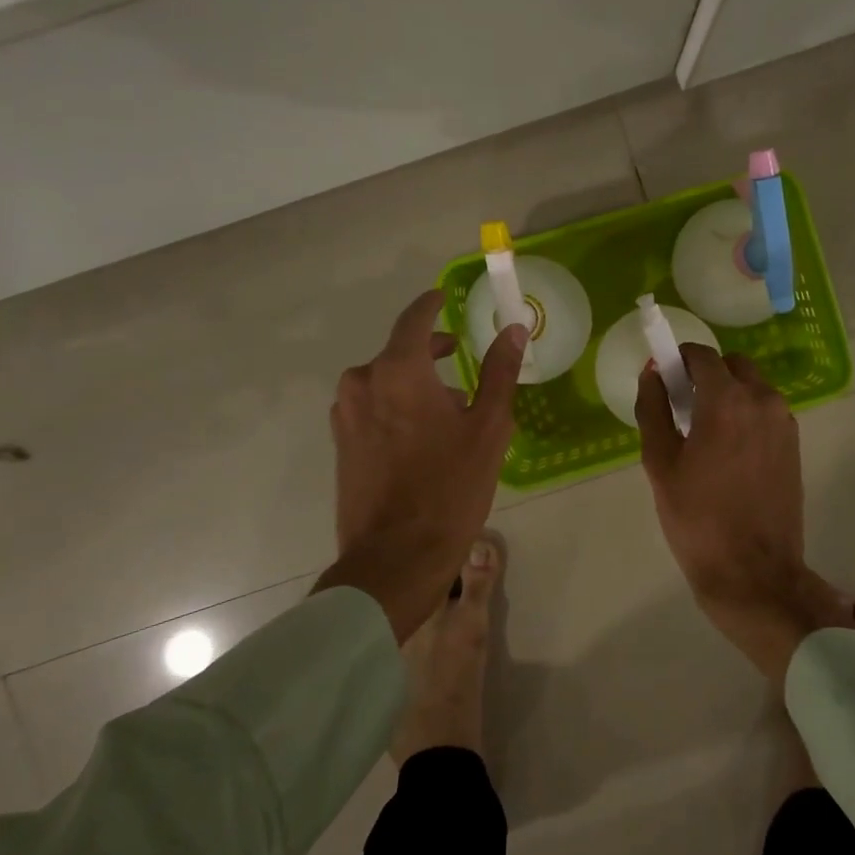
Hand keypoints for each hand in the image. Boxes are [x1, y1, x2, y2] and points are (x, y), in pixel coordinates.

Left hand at [315, 289, 526, 640]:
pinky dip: (397, 406)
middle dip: (431, 352)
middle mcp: (363, 382)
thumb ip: (500, 371)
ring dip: (415, 383)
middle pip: (400, 352)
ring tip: (450, 411)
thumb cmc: (450, 487)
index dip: (432, 305)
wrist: (395, 557)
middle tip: (463, 358)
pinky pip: (373, 407)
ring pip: (385, 381)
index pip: (415, 319)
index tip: (445, 298)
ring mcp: (346, 414)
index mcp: (397, 370)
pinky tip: (422, 437)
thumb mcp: (489, 427)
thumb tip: (514, 329)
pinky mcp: (340, 442)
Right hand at [636, 346, 837, 682]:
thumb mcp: (660, 462)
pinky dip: (745, 414)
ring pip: (752, 387)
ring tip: (704, 434)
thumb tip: (653, 371)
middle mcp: (763, 401)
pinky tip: (727, 451)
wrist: (753, 572)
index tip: (664, 379)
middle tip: (683, 408)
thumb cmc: (696, 518)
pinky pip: (765, 410)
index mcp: (727, 400)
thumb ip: (654, 407)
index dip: (679, 359)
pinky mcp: (794, 444)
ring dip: (728, 394)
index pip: (702, 355)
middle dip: (706, 375)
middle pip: (731, 365)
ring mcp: (784, 422)